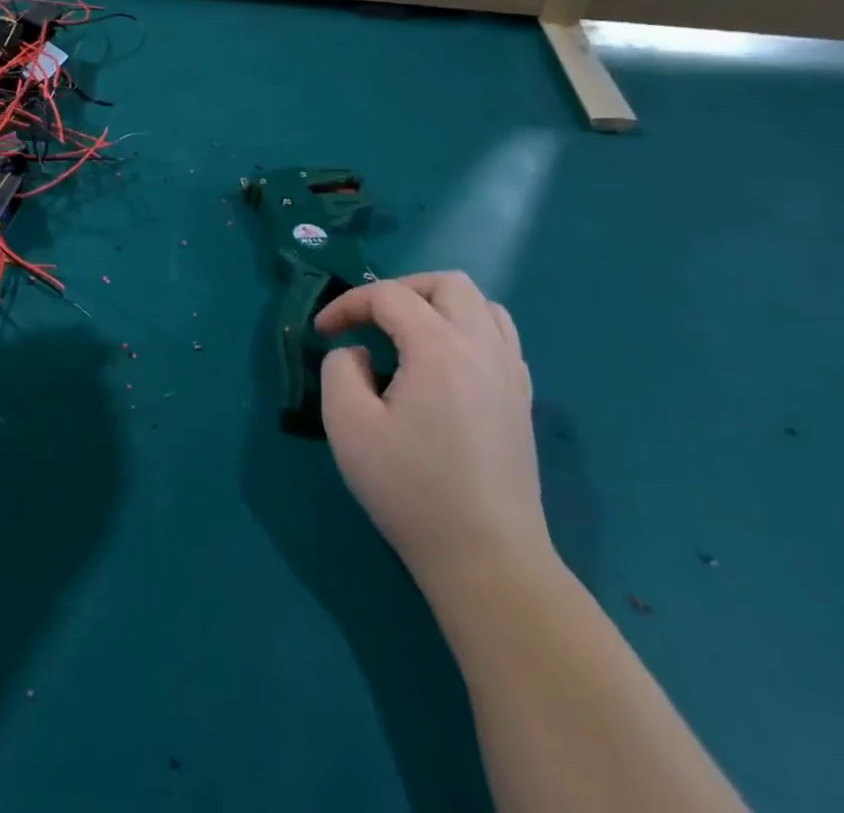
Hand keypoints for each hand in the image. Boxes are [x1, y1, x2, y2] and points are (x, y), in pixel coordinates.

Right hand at [316, 272, 553, 590]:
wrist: (487, 560)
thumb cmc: (410, 489)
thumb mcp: (347, 424)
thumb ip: (339, 369)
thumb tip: (358, 355)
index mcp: (440, 349)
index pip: (389, 296)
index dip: (347, 304)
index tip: (322, 332)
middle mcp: (483, 349)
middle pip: (448, 284)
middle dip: (399, 290)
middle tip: (368, 320)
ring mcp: (511, 374)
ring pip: (482, 305)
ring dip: (437, 305)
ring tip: (405, 335)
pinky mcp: (521, 401)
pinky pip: (499, 337)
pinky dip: (465, 330)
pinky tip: (440, 364)